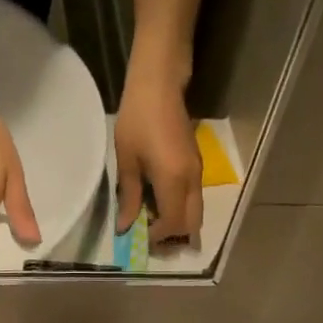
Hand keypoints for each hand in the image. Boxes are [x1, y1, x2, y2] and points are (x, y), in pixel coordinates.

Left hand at [115, 72, 203, 244]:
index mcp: (174, 180)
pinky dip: (180, 208)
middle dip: (173, 236)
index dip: (157, 236)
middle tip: (150, 236)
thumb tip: (125, 227)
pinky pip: (193, 198)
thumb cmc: (137, 120)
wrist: (159, 85)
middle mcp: (192, 181)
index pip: (172, 223)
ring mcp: (198, 172)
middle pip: (192, 223)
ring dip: (177, 222)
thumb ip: (129, 196)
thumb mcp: (127, 160)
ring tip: (152, 221)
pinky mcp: (196, 165)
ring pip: (195, 211)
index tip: (139, 237)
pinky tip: (159, 202)